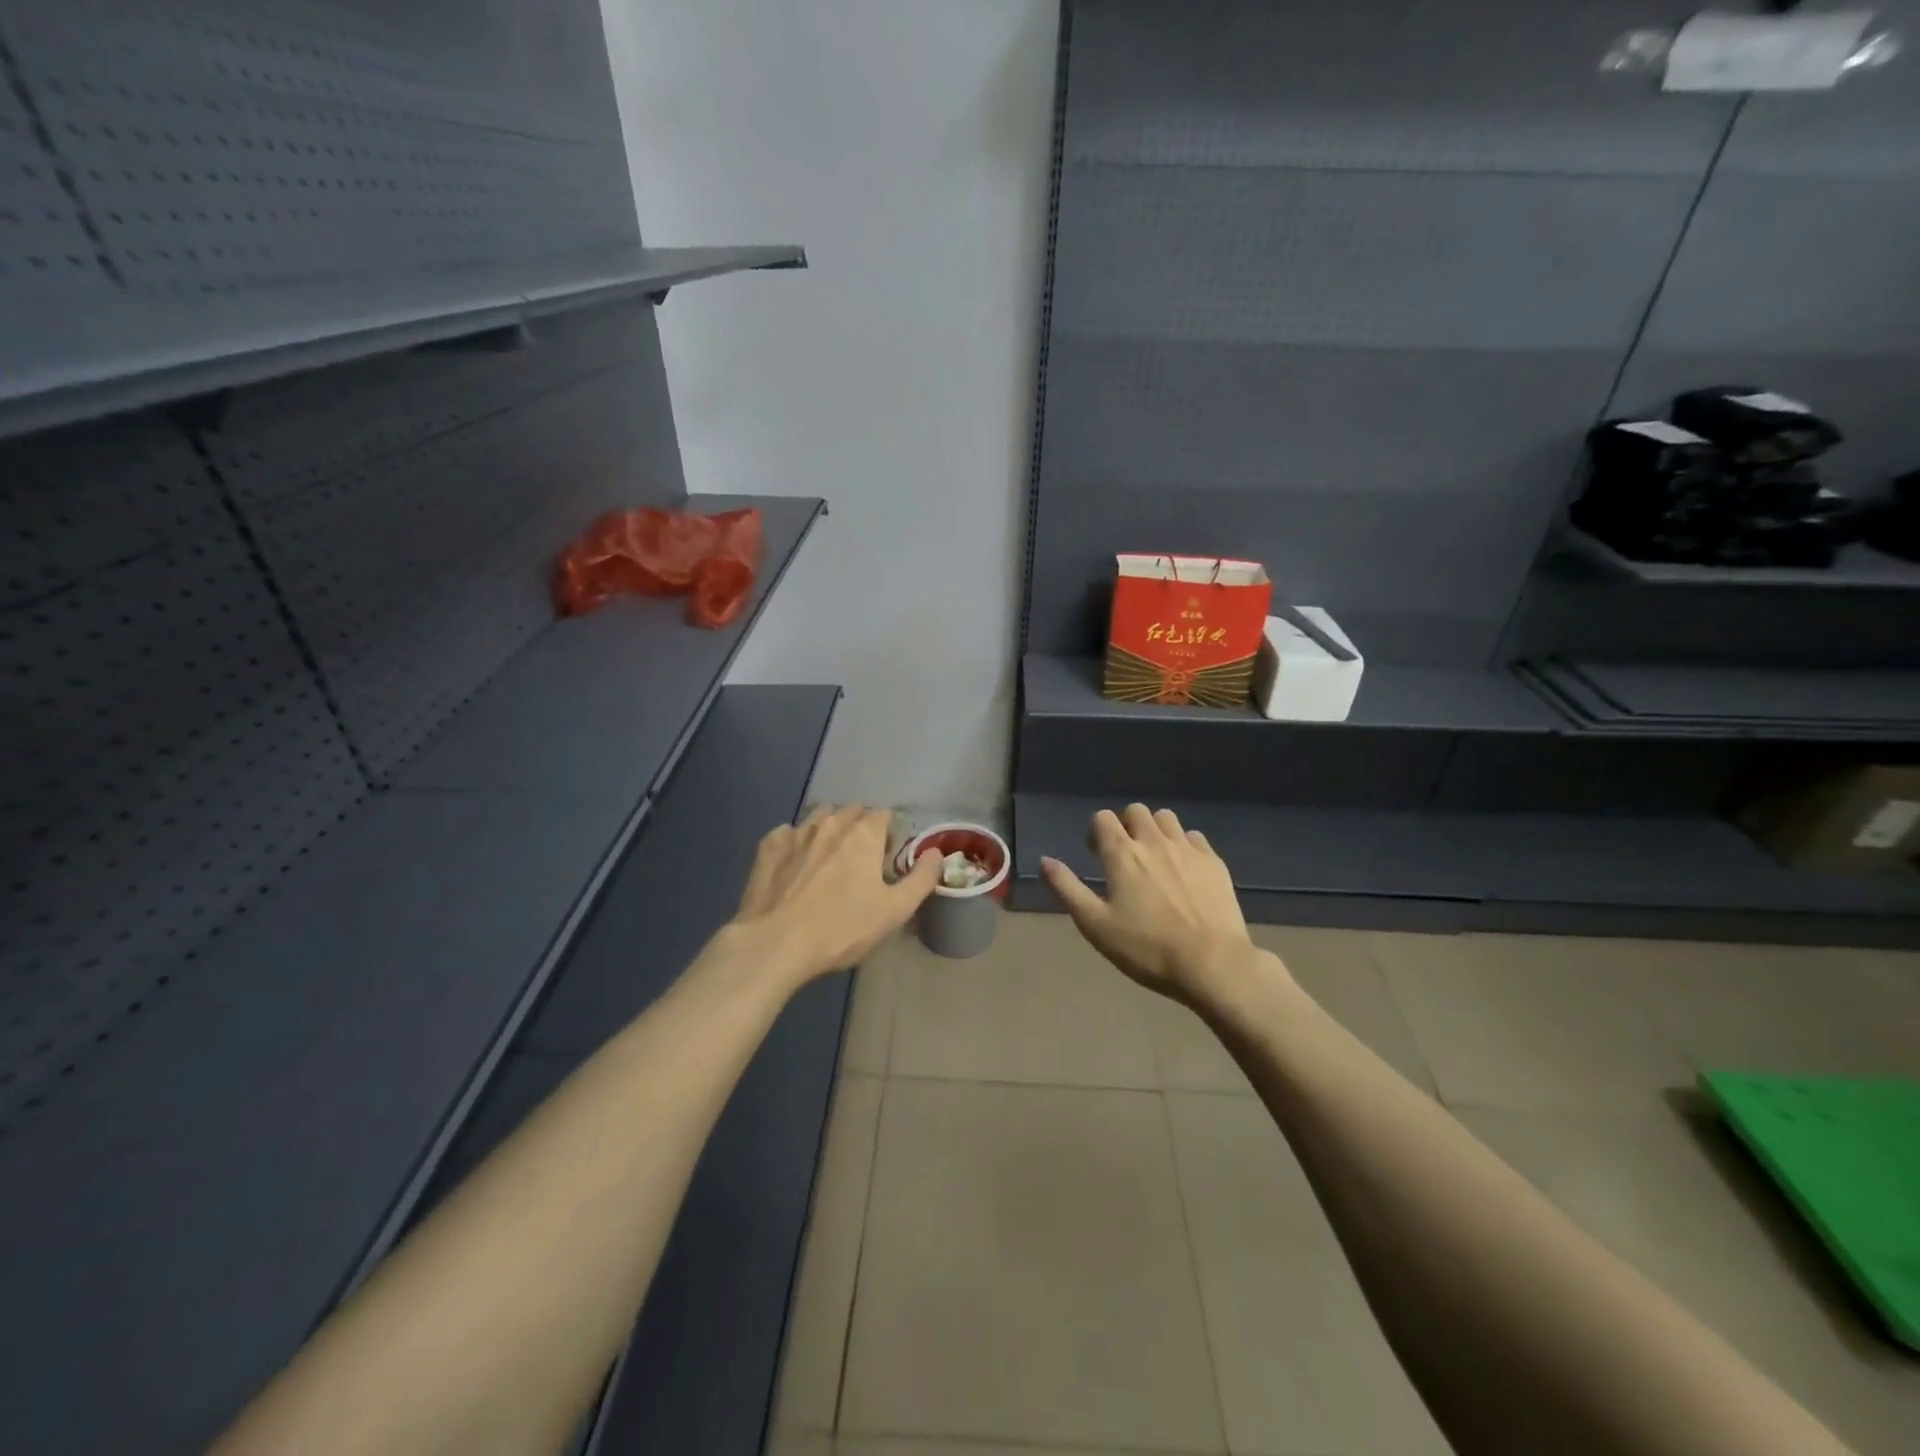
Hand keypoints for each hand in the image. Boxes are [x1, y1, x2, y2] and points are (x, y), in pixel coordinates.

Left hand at [732, 804, 941, 983]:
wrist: (776, 944)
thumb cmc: (842, 928)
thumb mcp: (895, 911)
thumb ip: (922, 878)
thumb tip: (937, 852)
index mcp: (863, 834)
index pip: (883, 814)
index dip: (889, 834)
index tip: (886, 859)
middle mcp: (831, 824)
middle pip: (851, 811)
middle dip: (860, 826)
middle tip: (861, 860)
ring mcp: (796, 833)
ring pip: (819, 817)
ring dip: (829, 829)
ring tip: (829, 858)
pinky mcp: (768, 849)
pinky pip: (787, 833)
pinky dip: (795, 842)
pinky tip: (794, 863)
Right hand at [1041, 804, 1259, 1005]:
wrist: (1212, 963)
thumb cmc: (1146, 948)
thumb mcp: (1095, 924)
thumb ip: (1067, 888)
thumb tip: (1045, 861)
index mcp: (1122, 853)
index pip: (1103, 818)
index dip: (1096, 832)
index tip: (1096, 855)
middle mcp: (1154, 841)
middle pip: (1136, 811)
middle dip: (1126, 825)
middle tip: (1125, 855)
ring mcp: (1188, 849)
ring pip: (1167, 818)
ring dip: (1155, 830)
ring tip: (1154, 858)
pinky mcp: (1214, 862)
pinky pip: (1195, 837)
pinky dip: (1184, 845)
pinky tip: (1184, 870)